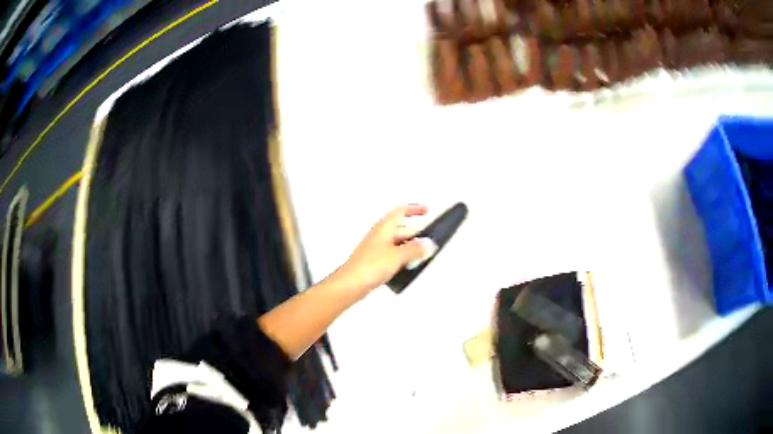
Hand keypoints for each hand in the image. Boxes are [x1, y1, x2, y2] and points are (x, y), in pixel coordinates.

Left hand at [334, 204, 436, 297]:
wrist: (352, 283)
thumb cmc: (368, 266)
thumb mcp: (398, 256)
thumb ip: (415, 249)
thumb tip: (427, 244)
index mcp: (384, 227)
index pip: (401, 211)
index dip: (414, 209)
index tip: (425, 210)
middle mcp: (379, 235)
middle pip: (401, 228)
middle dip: (415, 234)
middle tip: (428, 240)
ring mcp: (376, 248)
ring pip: (397, 243)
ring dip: (409, 248)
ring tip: (420, 256)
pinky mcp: (375, 261)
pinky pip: (392, 255)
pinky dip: (401, 258)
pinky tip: (407, 267)